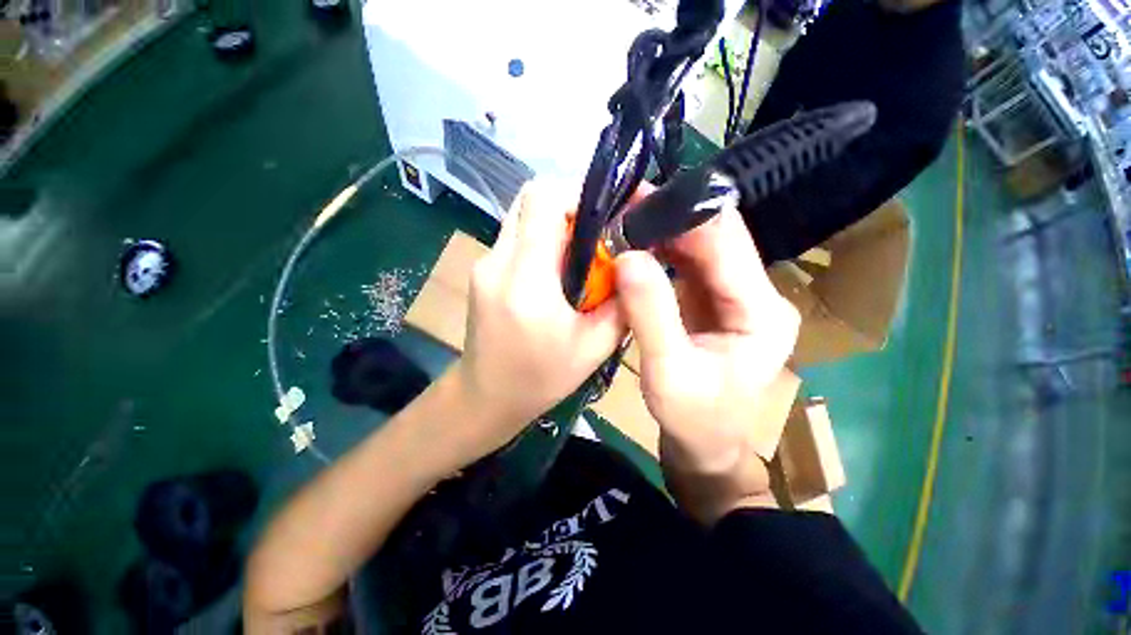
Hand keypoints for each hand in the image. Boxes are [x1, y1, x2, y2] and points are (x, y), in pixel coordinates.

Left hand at [456, 180, 624, 451]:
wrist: (486, 396)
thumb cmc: (541, 379)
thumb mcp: (595, 347)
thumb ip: (620, 301)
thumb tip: (634, 267)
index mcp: (526, 281)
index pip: (542, 199)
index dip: (576, 195)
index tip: (604, 217)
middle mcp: (497, 261)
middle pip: (530, 200)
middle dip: (568, 208)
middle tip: (596, 237)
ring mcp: (484, 264)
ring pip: (522, 216)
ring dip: (554, 225)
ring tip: (578, 257)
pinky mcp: (482, 270)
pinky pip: (515, 237)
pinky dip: (540, 242)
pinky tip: (555, 273)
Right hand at [614, 204, 799, 523]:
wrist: (704, 444)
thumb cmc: (692, 418)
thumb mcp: (668, 372)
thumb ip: (651, 313)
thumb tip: (627, 256)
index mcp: (761, 310)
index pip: (726, 241)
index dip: (684, 216)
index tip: (637, 202)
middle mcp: (757, 294)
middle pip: (716, 238)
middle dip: (670, 219)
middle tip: (624, 207)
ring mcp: (736, 296)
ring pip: (701, 247)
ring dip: (664, 232)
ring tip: (626, 221)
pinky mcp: (714, 302)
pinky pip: (689, 265)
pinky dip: (662, 252)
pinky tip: (638, 246)